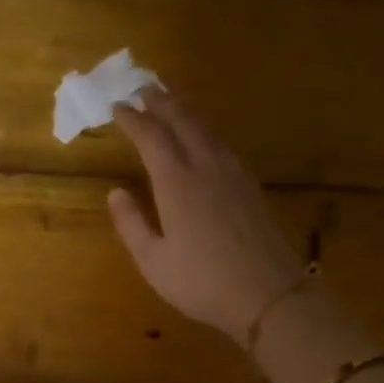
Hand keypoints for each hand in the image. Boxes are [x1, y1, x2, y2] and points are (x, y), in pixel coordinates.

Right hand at [108, 91, 305, 341]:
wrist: (268, 294)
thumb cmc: (202, 283)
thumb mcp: (153, 262)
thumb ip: (131, 224)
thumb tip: (115, 193)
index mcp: (176, 184)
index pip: (152, 138)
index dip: (133, 119)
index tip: (117, 107)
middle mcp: (205, 168)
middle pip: (183, 121)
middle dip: (162, 102)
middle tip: (144, 88)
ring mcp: (233, 174)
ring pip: (207, 128)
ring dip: (186, 109)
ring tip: (172, 99)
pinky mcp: (250, 185)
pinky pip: (223, 143)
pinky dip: (206, 129)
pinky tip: (205, 136)